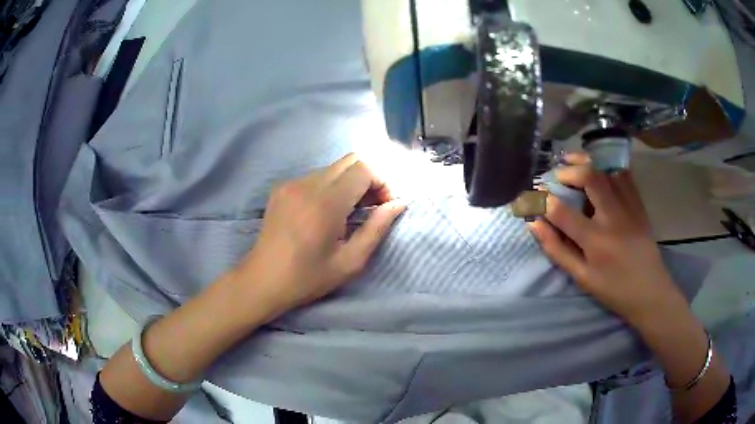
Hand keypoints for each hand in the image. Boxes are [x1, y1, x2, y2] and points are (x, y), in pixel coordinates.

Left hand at [232, 153, 405, 314]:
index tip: (383, 206)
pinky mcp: (281, 187)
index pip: (364, 168)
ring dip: (349, 183)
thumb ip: (377, 228)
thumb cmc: (308, 277)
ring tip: (348, 212)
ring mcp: (291, 183)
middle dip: (368, 178)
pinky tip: (325, 212)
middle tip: (370, 207)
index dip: (382, 182)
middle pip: (350, 160)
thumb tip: (399, 203)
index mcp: (326, 203)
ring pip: (333, 168)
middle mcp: (307, 184)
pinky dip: (330, 187)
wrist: (262, 280)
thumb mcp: (350, 261)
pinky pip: (315, 176)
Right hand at [528, 154, 687, 326]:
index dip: (543, 200)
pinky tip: (599, 170)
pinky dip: (607, 167)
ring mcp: (629, 207)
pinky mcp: (639, 204)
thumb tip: (534, 224)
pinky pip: (623, 175)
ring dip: (587, 162)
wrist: (650, 291)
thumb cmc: (613, 289)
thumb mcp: (582, 277)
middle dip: (568, 171)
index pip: (562, 212)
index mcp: (595, 241)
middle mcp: (613, 218)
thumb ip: (557, 249)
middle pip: (590, 178)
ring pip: (607, 171)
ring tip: (573, 162)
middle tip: (557, 174)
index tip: (533, 196)